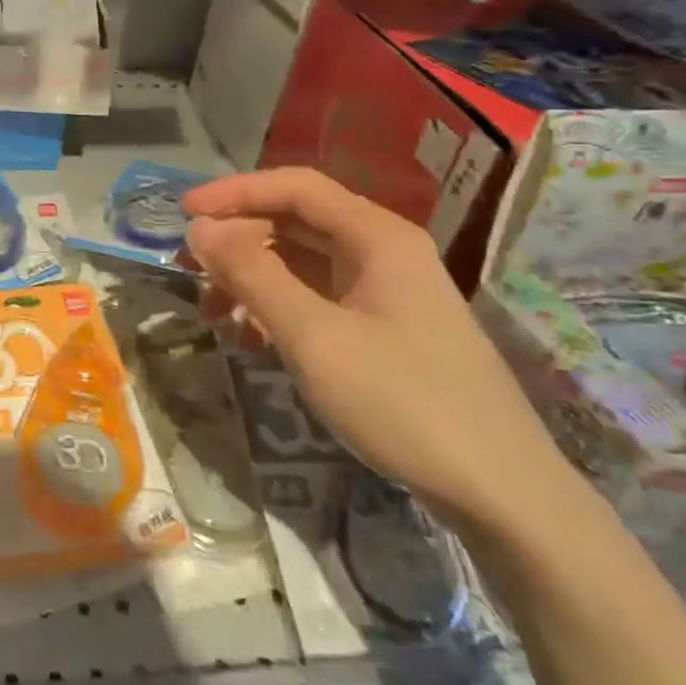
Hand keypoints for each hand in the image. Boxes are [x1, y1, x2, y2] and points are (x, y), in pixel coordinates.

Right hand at [183, 168, 572, 535]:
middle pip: (294, 221)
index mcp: (377, 237)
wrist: (504, 497)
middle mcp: (383, 252)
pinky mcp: (385, 330)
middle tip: (187, 269)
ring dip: (251, 277)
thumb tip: (199, 229)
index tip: (181, 213)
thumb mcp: (314, 336)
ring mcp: (387, 292)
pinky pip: (317, 298)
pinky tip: (251, 339)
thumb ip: (251, 275)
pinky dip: (276, 308)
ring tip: (212, 312)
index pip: (293, 187)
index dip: (233, 192)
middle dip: (236, 239)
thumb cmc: (404, 403)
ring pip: (302, 262)